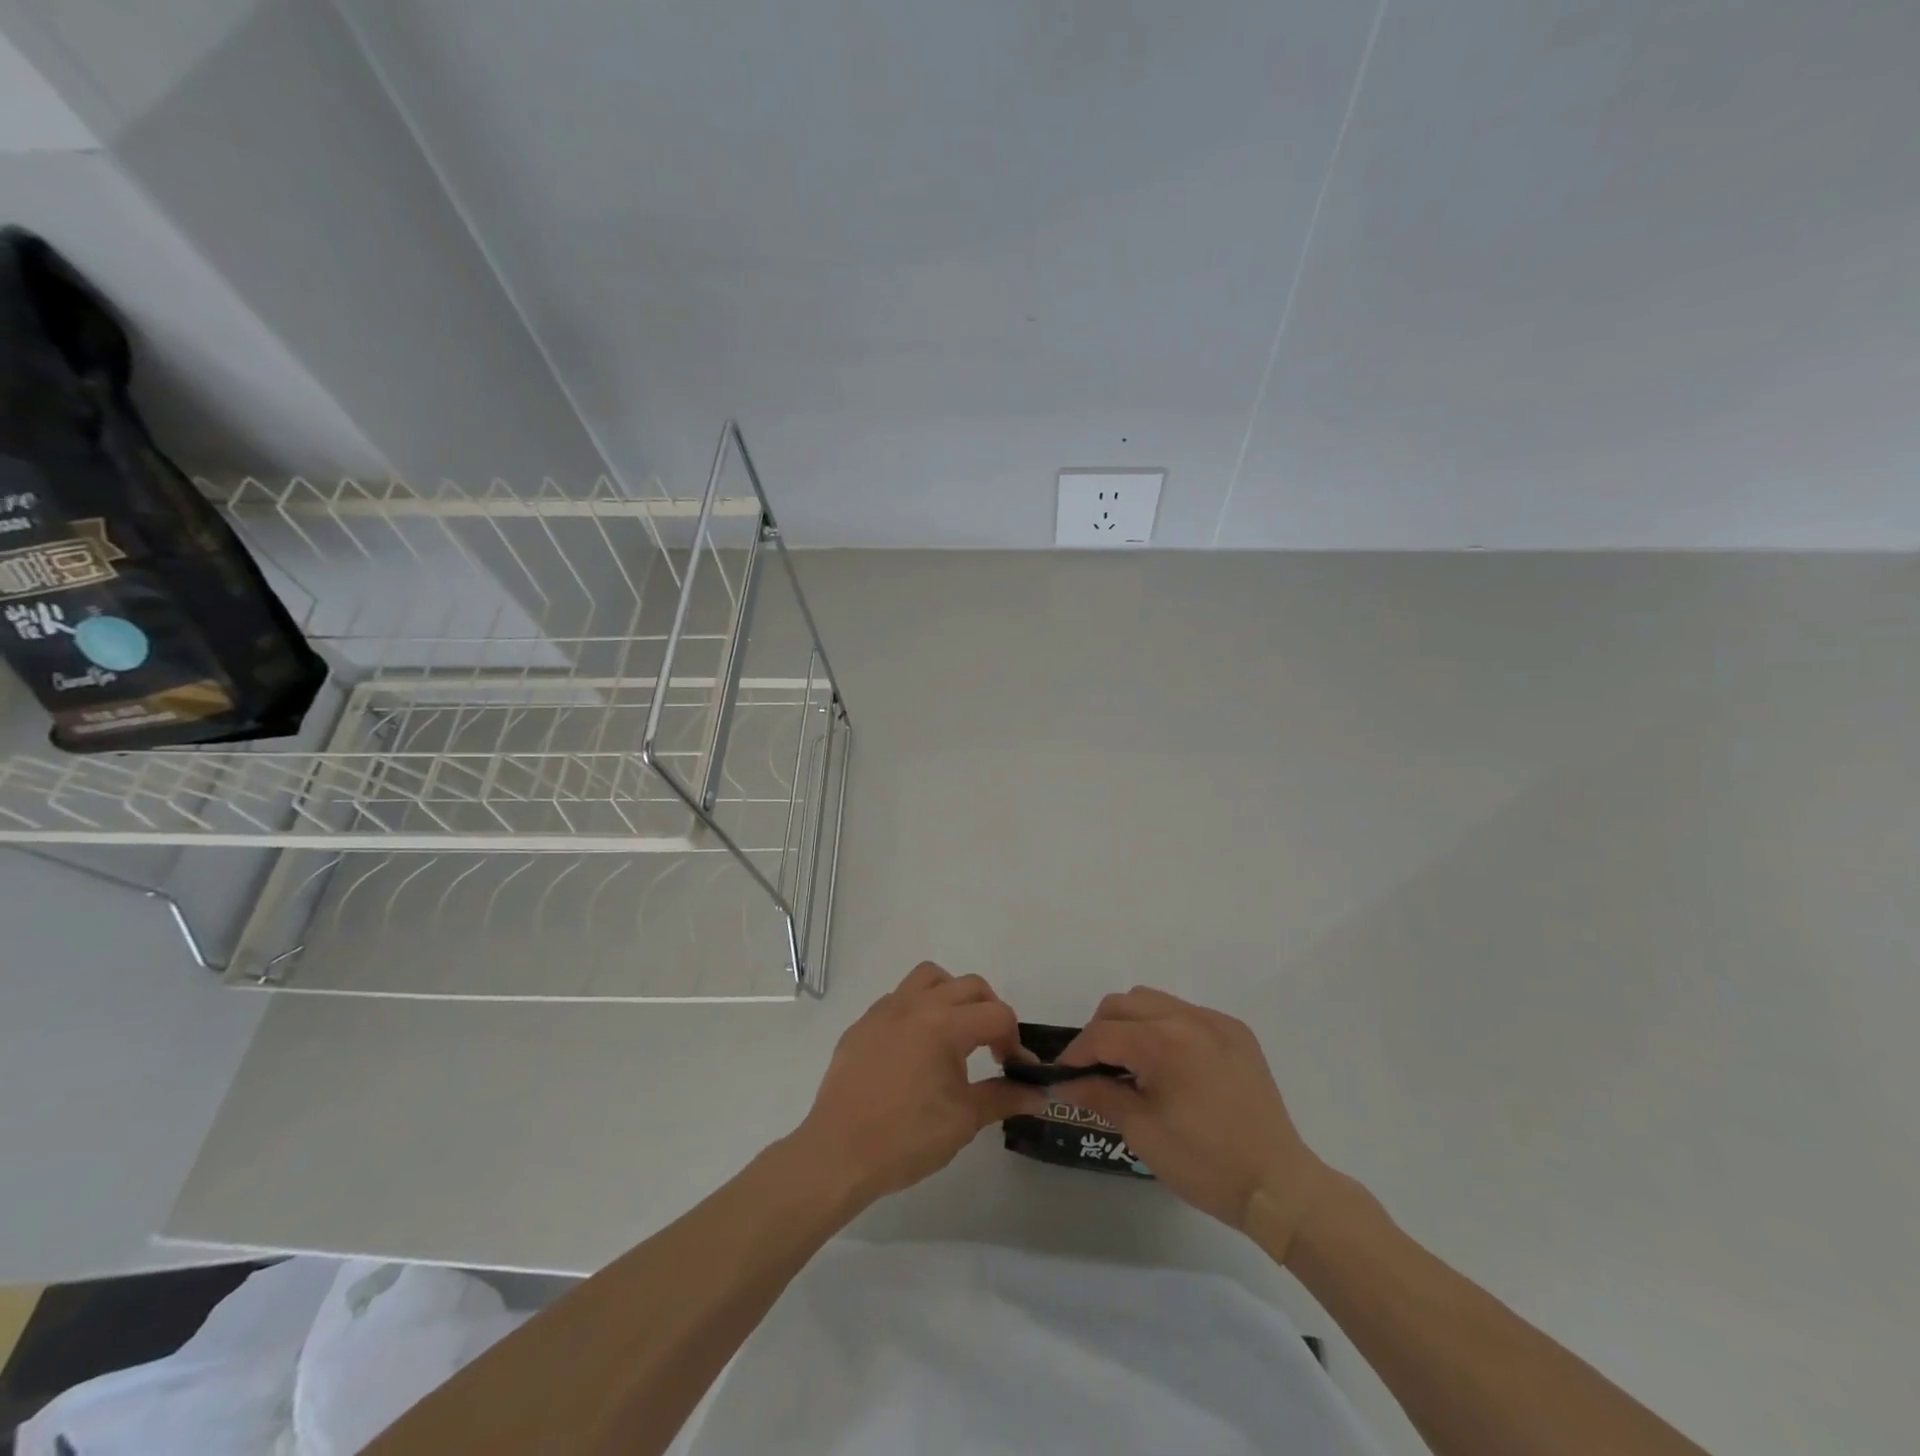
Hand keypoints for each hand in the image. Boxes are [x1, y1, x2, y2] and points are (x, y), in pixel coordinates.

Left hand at [790, 962, 1048, 1207]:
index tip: (1016, 1070)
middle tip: (992, 1050)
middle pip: (969, 986)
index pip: (997, 1014)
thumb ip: (1005, 1098)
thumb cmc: (906, 1138)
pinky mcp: (862, 1024)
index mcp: (945, 1024)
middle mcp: (916, 1004)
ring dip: (951, 995)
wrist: (838, 1154)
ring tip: (955, 1033)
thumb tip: (1041, 1094)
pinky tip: (915, 1048)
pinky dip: (917, 1009)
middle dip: (990, 1011)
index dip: (1015, 1041)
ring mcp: (885, 1010)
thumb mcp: (964, 1120)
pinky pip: (898, 998)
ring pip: (929, 977)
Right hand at [1056, 987, 1331, 1259]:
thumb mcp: (1142, 1131)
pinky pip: (1187, 1014)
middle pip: (1123, 1004)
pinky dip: (1167, 1029)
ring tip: (1132, 1064)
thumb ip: (1099, 1095)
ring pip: (1154, 1001)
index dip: (1076, 1054)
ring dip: (1132, 1024)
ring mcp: (1216, 1022)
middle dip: (1101, 1031)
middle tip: (1096, 1069)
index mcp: (1163, 1041)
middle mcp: (1188, 1017)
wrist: (1278, 1186)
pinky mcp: (1236, 1033)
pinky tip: (1172, 1066)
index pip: (1102, 1034)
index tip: (1062, 1076)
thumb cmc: (1204, 1163)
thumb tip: (1063, 1085)